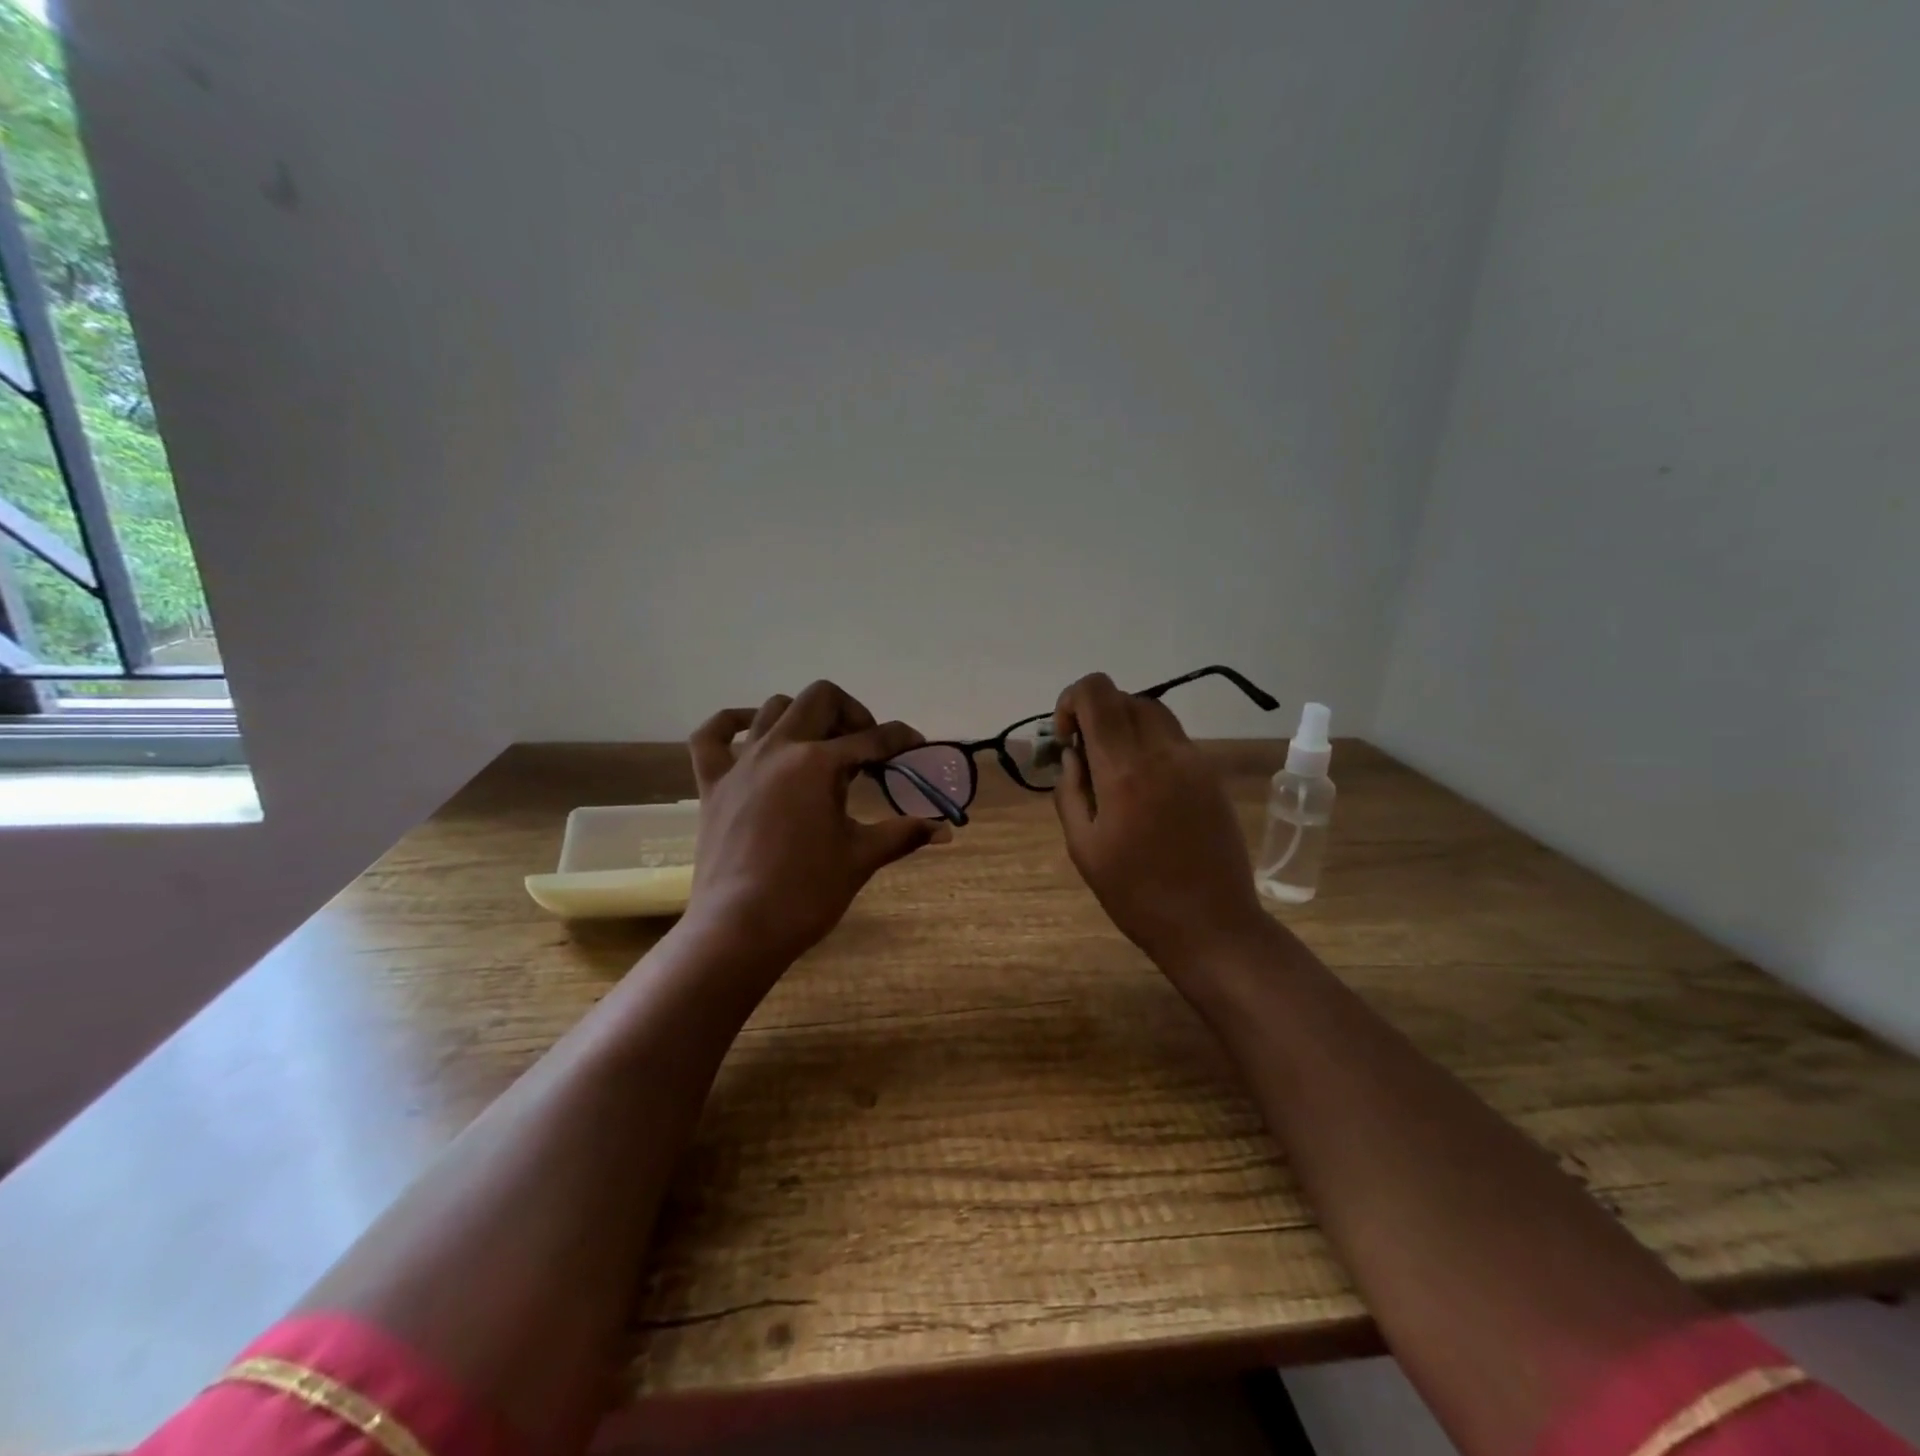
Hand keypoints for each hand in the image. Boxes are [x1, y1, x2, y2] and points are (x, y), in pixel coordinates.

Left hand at [685, 681, 943, 974]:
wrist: (740, 929)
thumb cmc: (807, 893)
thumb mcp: (861, 858)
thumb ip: (903, 834)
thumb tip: (945, 830)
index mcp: (819, 764)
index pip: (872, 738)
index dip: (901, 739)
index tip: (916, 746)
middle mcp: (780, 749)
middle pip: (821, 699)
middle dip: (853, 714)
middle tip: (867, 747)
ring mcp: (741, 763)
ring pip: (774, 708)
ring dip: (804, 716)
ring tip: (820, 745)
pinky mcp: (712, 784)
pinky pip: (712, 736)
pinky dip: (733, 723)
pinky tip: (754, 731)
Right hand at [1052, 673, 1270, 976]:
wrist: (1212, 925)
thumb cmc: (1136, 894)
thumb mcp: (1083, 848)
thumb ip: (1070, 791)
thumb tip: (1073, 755)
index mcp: (1124, 770)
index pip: (1096, 693)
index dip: (1071, 701)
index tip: (1067, 740)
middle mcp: (1162, 752)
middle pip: (1125, 697)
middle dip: (1097, 715)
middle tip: (1086, 757)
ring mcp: (1194, 761)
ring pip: (1153, 712)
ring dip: (1125, 726)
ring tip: (1114, 769)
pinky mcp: (1211, 776)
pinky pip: (1174, 739)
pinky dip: (1150, 744)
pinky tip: (1144, 788)